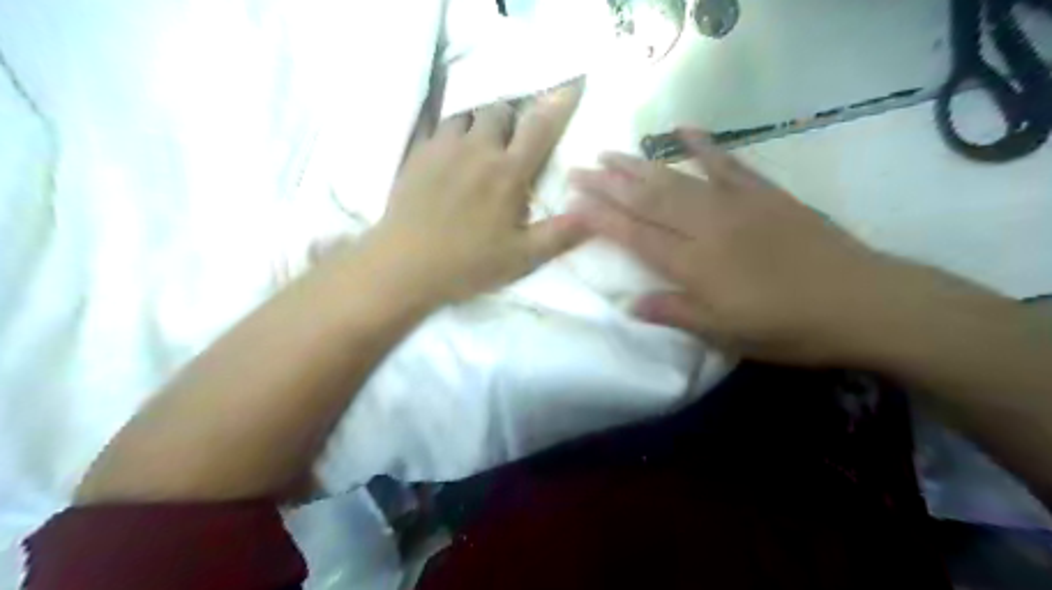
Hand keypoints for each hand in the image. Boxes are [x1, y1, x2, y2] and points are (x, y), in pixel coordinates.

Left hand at [363, 85, 589, 308]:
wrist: (404, 265)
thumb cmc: (468, 264)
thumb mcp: (522, 258)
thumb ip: (560, 235)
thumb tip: (595, 214)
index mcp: (508, 173)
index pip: (540, 127)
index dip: (559, 103)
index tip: (572, 82)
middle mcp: (477, 149)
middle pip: (499, 110)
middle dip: (511, 117)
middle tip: (511, 139)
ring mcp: (443, 147)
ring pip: (465, 113)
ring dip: (478, 121)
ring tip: (479, 142)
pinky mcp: (416, 154)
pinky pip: (436, 126)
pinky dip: (449, 131)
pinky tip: (448, 150)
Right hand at [572, 126, 921, 364]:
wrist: (861, 301)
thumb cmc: (787, 327)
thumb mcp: (725, 334)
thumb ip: (675, 314)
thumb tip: (628, 304)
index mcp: (694, 264)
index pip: (635, 235)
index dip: (601, 218)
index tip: (572, 203)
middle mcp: (706, 227)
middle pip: (648, 199)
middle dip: (609, 184)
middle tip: (579, 170)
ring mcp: (735, 204)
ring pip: (676, 178)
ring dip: (638, 164)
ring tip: (609, 153)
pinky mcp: (763, 193)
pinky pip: (727, 162)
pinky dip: (703, 144)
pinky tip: (682, 129)